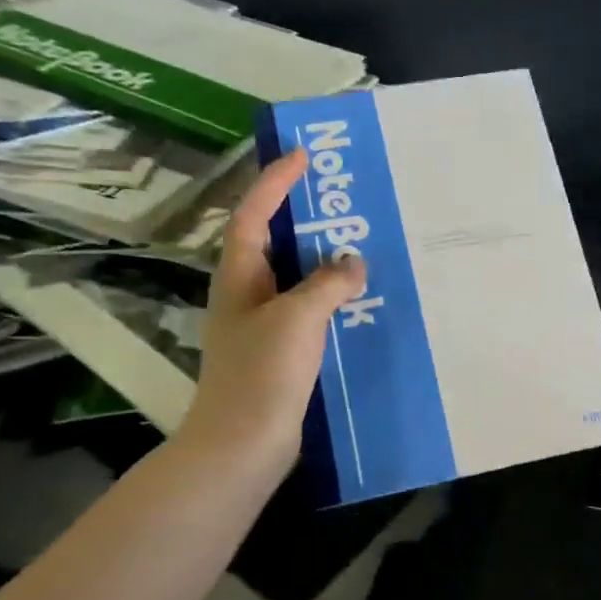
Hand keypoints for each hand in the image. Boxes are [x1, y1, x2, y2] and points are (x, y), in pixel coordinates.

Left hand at [175, 148, 366, 471]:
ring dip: (322, 262)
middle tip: (344, 200)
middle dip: (303, 218)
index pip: (254, 215)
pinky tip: (359, 303)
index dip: (276, 182)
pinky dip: (331, 300)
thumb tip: (354, 262)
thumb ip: (327, 284)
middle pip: (274, 243)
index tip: (305, 156)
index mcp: (239, 277)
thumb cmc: (263, 374)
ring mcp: (262, 327)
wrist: (244, 444)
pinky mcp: (280, 354)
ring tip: (361, 245)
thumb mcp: (297, 318)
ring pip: (295, 280)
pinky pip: (308, 312)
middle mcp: (246, 295)